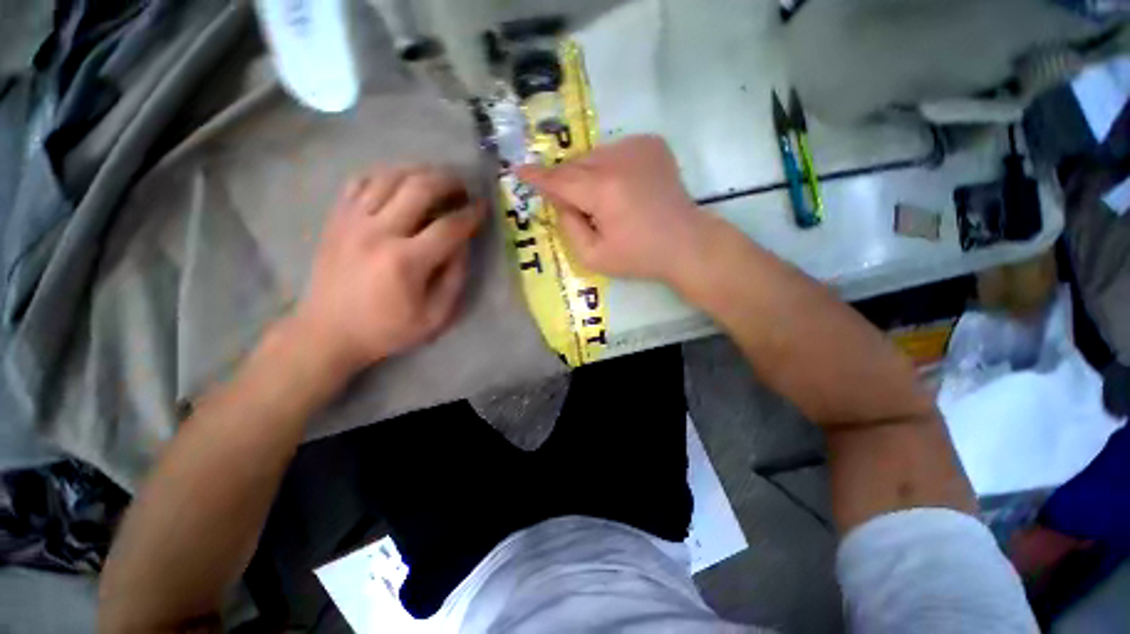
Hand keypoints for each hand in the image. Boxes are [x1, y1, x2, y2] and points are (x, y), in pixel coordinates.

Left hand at [292, 166, 484, 377]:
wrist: (328, 332)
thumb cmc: (387, 329)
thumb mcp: (435, 316)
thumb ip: (455, 278)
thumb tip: (463, 244)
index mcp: (406, 261)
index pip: (449, 226)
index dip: (472, 214)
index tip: (483, 207)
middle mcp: (378, 232)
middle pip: (419, 188)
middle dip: (449, 181)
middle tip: (463, 186)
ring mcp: (352, 221)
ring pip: (390, 176)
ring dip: (419, 172)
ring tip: (436, 179)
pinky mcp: (336, 218)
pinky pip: (360, 181)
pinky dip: (385, 175)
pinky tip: (399, 182)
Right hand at [516, 135, 709, 282]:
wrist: (686, 243)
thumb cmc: (639, 257)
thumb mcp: (593, 256)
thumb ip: (568, 227)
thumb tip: (559, 201)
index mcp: (603, 190)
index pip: (559, 179)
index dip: (537, 177)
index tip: (518, 170)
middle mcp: (619, 158)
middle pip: (575, 165)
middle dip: (567, 183)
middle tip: (575, 206)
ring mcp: (638, 146)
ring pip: (593, 156)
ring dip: (588, 175)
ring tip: (603, 201)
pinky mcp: (652, 143)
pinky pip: (614, 152)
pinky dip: (608, 167)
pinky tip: (621, 188)